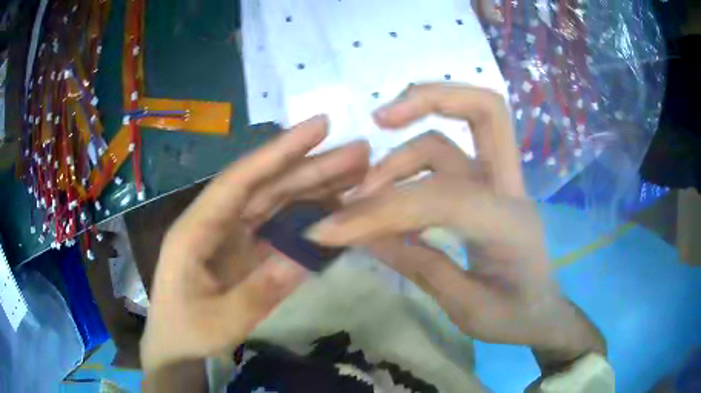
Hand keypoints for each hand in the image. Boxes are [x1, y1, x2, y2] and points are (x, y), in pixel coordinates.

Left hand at [140, 116, 369, 370]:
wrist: (173, 343)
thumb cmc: (186, 332)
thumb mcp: (221, 323)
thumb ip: (259, 292)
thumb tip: (304, 258)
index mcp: (196, 230)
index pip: (239, 181)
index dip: (278, 151)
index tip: (319, 127)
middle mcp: (214, 221)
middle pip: (265, 185)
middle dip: (310, 165)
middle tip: (359, 151)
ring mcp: (230, 232)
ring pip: (275, 199)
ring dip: (313, 184)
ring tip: (356, 173)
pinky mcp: (243, 246)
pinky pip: (278, 223)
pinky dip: (306, 213)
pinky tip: (333, 205)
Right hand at [306, 84, 604, 367]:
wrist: (542, 314)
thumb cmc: (513, 317)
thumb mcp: (466, 308)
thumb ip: (419, 266)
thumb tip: (362, 234)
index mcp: (511, 225)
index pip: (441, 198)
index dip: (382, 210)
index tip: (330, 229)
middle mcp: (511, 189)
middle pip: (486, 109)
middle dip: (431, 98)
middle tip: (378, 118)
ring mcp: (501, 183)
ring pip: (455, 134)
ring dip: (405, 147)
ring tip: (365, 187)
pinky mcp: (488, 188)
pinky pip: (451, 157)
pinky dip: (413, 164)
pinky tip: (388, 191)